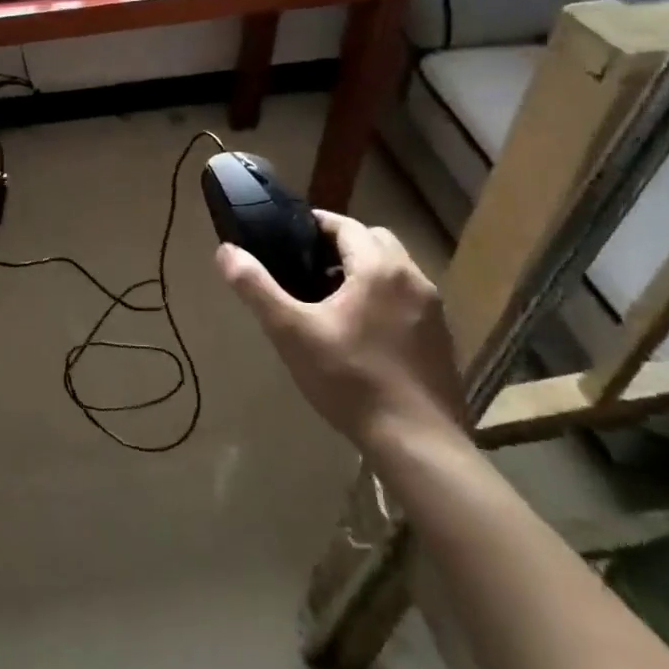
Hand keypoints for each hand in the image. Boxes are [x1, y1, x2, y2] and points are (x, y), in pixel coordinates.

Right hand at [216, 212, 462, 447]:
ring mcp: (434, 310)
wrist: (417, 444)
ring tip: (332, 299)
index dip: (316, 224)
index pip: (346, 225)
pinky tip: (363, 332)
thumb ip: (256, 287)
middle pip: (376, 241)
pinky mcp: (442, 339)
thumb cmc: (350, 379)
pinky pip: (408, 300)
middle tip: (309, 267)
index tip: (288, 235)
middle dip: (343, 245)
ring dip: (366, 272)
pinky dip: (385, 298)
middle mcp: (413, 278)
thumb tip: (226, 251)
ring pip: (395, 271)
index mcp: (379, 268)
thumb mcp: (291, 332)